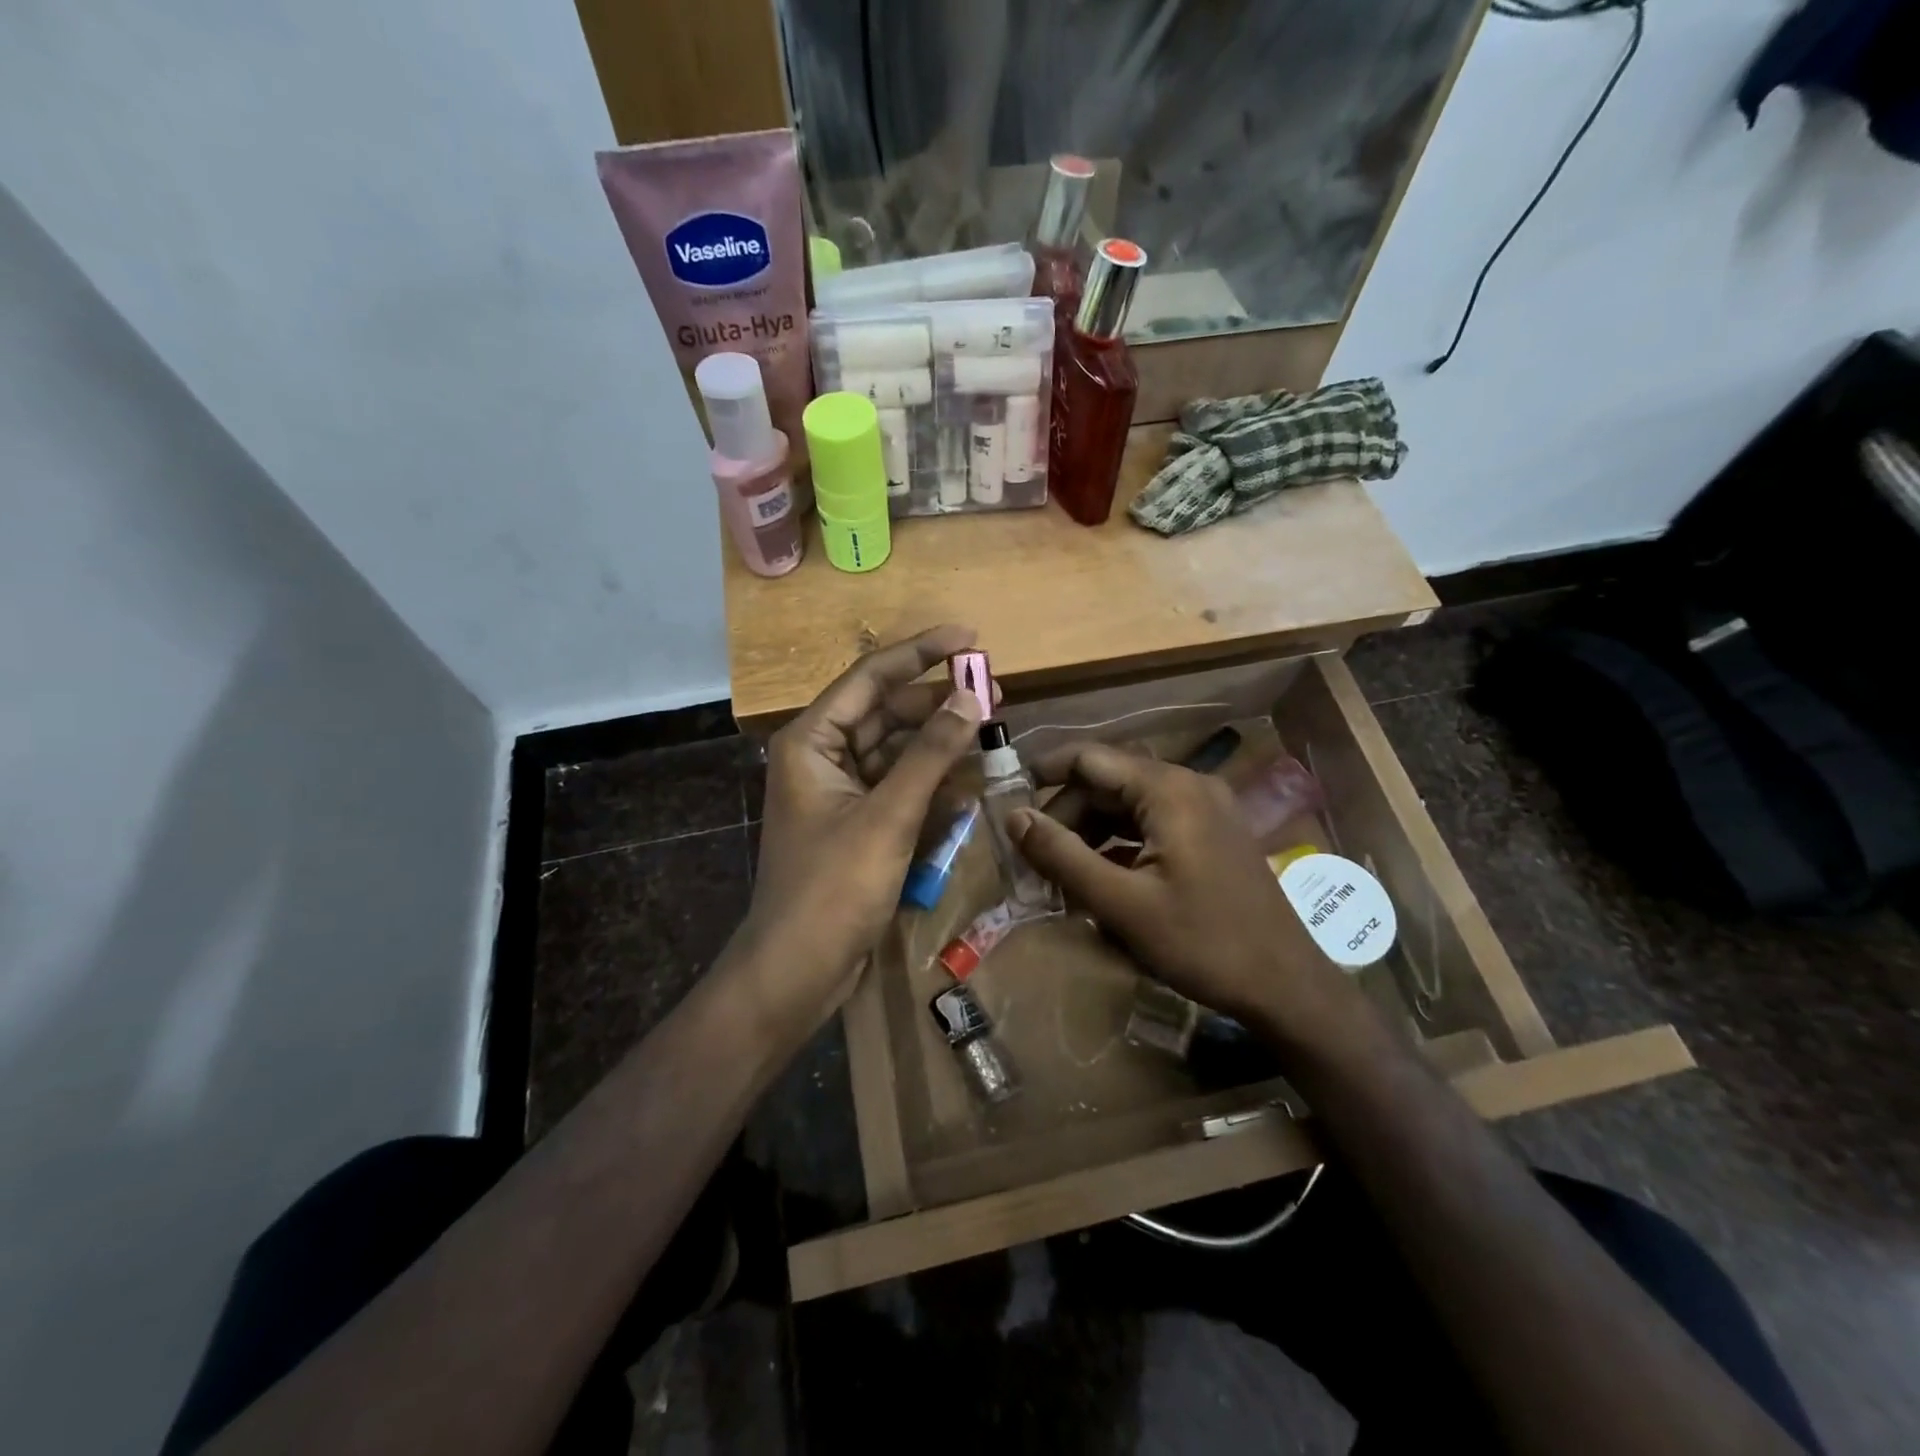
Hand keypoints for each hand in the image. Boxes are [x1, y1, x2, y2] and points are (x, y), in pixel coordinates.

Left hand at [739, 626, 984, 1036]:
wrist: (797, 970)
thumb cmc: (834, 887)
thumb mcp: (888, 815)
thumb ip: (931, 754)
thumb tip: (971, 696)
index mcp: (813, 740)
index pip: (872, 677)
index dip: (921, 652)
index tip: (970, 636)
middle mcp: (824, 757)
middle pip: (888, 712)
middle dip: (938, 702)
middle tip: (995, 690)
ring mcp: (842, 792)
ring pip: (898, 751)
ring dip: (940, 743)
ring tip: (989, 729)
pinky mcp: (859, 824)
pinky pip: (901, 788)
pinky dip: (932, 783)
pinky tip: (968, 781)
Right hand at [1008, 743, 1355, 1036]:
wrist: (1286, 986)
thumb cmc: (1202, 943)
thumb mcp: (1121, 904)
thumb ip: (1062, 856)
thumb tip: (1014, 817)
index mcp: (1168, 790)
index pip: (1090, 758)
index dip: (1044, 773)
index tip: (1008, 801)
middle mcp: (1188, 785)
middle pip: (1108, 782)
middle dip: (1066, 816)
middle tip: (1035, 860)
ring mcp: (1205, 809)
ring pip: (1128, 806)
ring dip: (1091, 835)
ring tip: (1062, 877)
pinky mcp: (1211, 835)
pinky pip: (1152, 825)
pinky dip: (1120, 847)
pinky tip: (1101, 882)